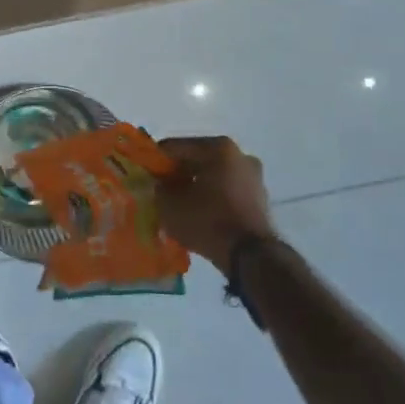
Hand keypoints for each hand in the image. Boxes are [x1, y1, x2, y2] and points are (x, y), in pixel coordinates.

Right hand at [156, 136, 273, 273]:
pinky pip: (226, 193)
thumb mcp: (169, 205)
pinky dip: (212, 199)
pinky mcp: (260, 200)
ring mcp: (254, 178)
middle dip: (178, 174)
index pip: (176, 147)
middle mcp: (240, 155)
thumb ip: (159, 188)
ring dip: (196, 187)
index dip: (156, 161)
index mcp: (218, 147)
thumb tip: (161, 185)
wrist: (250, 256)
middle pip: (198, 160)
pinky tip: (198, 215)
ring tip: (178, 205)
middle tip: (160, 190)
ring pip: (213, 177)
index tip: (144, 175)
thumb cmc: (207, 221)